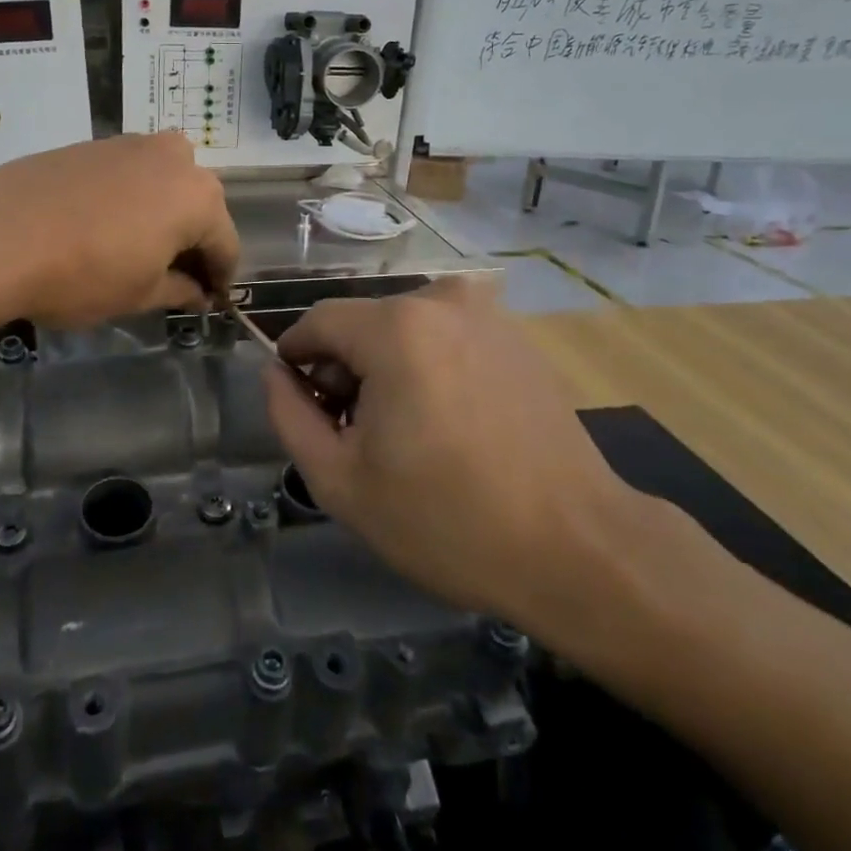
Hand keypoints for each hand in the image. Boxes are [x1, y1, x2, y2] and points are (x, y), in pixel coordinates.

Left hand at [0, 133, 238, 327]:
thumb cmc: (84, 274)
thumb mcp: (140, 294)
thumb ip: (179, 290)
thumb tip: (198, 293)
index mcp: (200, 197)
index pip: (226, 244)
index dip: (220, 278)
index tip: (210, 301)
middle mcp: (175, 159)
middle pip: (199, 206)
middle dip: (192, 241)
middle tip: (174, 277)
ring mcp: (131, 144)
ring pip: (164, 183)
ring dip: (163, 214)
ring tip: (138, 248)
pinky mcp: (93, 143)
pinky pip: (129, 173)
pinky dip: (130, 198)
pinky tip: (103, 225)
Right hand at [265, 279, 649, 646]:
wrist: (575, 547)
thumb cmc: (447, 519)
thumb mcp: (341, 481)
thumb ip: (290, 416)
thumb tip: (275, 373)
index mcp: (396, 327)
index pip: (319, 321)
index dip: (296, 357)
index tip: (297, 400)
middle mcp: (443, 302)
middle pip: (364, 324)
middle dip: (344, 369)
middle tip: (352, 434)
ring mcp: (489, 316)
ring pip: (407, 330)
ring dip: (388, 369)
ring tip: (403, 434)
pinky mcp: (518, 340)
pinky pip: (448, 340)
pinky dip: (430, 368)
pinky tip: (448, 425)